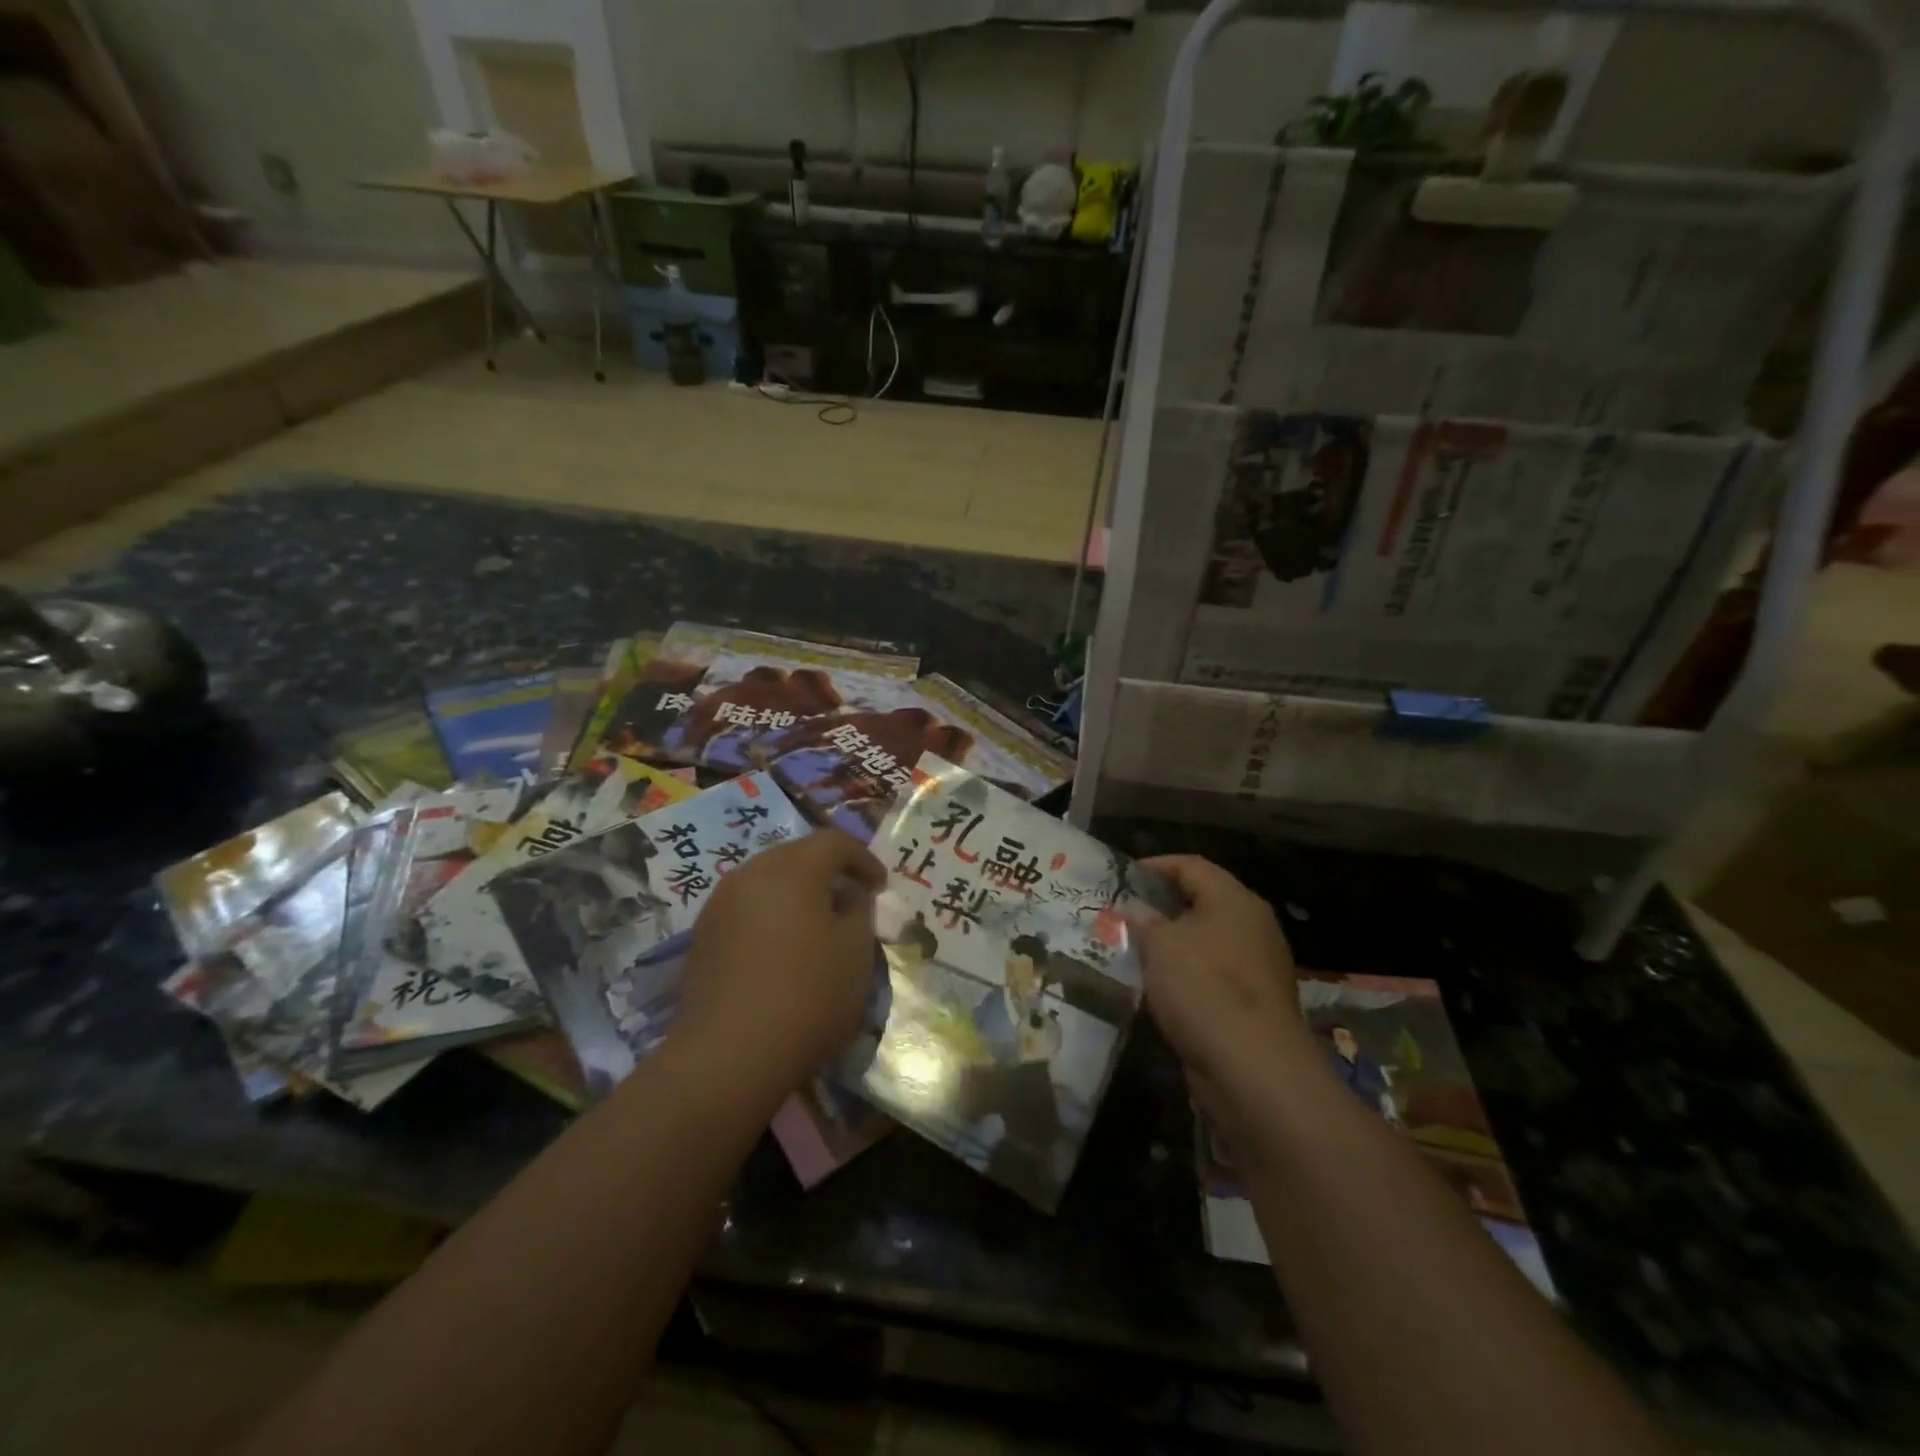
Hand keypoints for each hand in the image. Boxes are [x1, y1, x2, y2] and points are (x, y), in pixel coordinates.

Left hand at [676, 830, 884, 1088]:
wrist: (730, 1054)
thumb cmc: (808, 995)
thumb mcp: (856, 953)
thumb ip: (860, 912)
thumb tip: (851, 896)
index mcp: (793, 869)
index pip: (833, 842)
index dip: (863, 858)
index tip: (881, 886)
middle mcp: (751, 874)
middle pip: (796, 855)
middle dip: (827, 871)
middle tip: (850, 899)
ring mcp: (720, 904)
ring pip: (766, 881)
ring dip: (795, 892)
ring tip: (816, 924)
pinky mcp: (702, 935)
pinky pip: (745, 908)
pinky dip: (769, 915)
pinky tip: (781, 949)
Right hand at [1131, 855, 1306, 1096]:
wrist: (1255, 1069)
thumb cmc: (1204, 989)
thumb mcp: (1160, 946)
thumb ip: (1144, 920)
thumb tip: (1135, 908)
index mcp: (1234, 899)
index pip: (1191, 865)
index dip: (1155, 866)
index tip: (1122, 876)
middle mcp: (1252, 924)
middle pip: (1202, 901)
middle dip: (1161, 906)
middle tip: (1124, 913)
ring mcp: (1258, 964)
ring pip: (1206, 940)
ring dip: (1172, 942)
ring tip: (1134, 948)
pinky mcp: (1255, 1001)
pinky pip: (1213, 973)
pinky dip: (1186, 973)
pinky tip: (1159, 986)